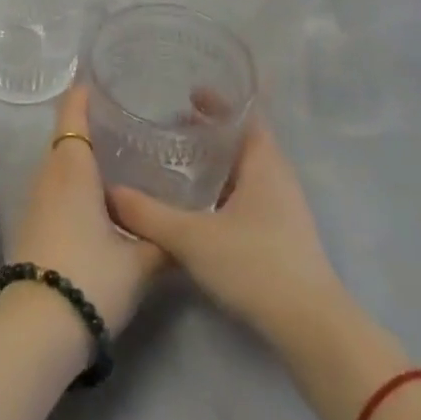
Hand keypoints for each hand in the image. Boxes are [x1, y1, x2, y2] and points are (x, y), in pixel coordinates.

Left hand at [5, 86, 165, 338]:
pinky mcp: (34, 224)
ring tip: (121, 153)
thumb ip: (164, 240)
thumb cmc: (89, 278)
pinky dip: (76, 179)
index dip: (83, 93)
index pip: (72, 114)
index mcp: (72, 169)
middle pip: (66, 136)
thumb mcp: (139, 262)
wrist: (37, 328)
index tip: (100, 77)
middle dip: (90, 123)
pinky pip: (57, 187)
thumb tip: (187, 230)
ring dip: (83, 154)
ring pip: (61, 163)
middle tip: (127, 117)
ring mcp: (37, 201)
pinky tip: (102, 196)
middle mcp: (49, 176)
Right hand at [108, 119, 343, 344]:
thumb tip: (109, 192)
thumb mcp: (191, 237)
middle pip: (243, 139)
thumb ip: (147, 214)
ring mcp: (284, 207)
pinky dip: (224, 187)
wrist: (311, 328)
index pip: (245, 114)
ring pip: (246, 169)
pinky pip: (249, 194)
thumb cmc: (255, 265)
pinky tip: (199, 203)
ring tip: (180, 159)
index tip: (188, 92)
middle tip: (172, 123)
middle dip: (210, 129)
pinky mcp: (282, 235)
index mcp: (264, 162)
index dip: (218, 100)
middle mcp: (278, 176)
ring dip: (217, 160)